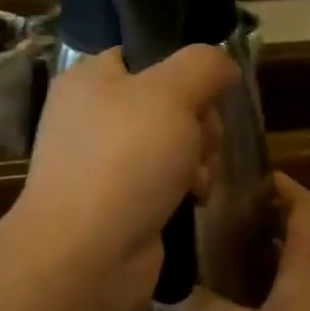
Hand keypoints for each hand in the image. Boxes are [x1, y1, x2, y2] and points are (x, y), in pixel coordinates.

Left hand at [8, 45, 238, 310]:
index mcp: (91, 79)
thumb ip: (203, 65)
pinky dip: (186, 187)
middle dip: (199, 124)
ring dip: (199, 158)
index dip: (185, 72)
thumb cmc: (125, 160)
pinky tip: (194, 200)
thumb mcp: (171, 94)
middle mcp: (94, 116)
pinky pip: (166, 180)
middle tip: (201, 143)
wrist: (86, 255)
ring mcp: (105, 162)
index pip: (147, 55)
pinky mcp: (120, 201)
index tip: (207, 95)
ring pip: (175, 143)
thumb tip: (223, 65)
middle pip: (170, 102)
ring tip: (197, 180)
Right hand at [164, 173, 309, 310]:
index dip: (282, 184)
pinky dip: (287, 281)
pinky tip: (260, 303)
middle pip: (305, 228)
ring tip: (236, 252)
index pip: (304, 203)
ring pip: (309, 260)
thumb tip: (162, 290)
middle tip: (229, 215)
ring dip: (278, 250)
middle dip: (271, 216)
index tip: (251, 177)